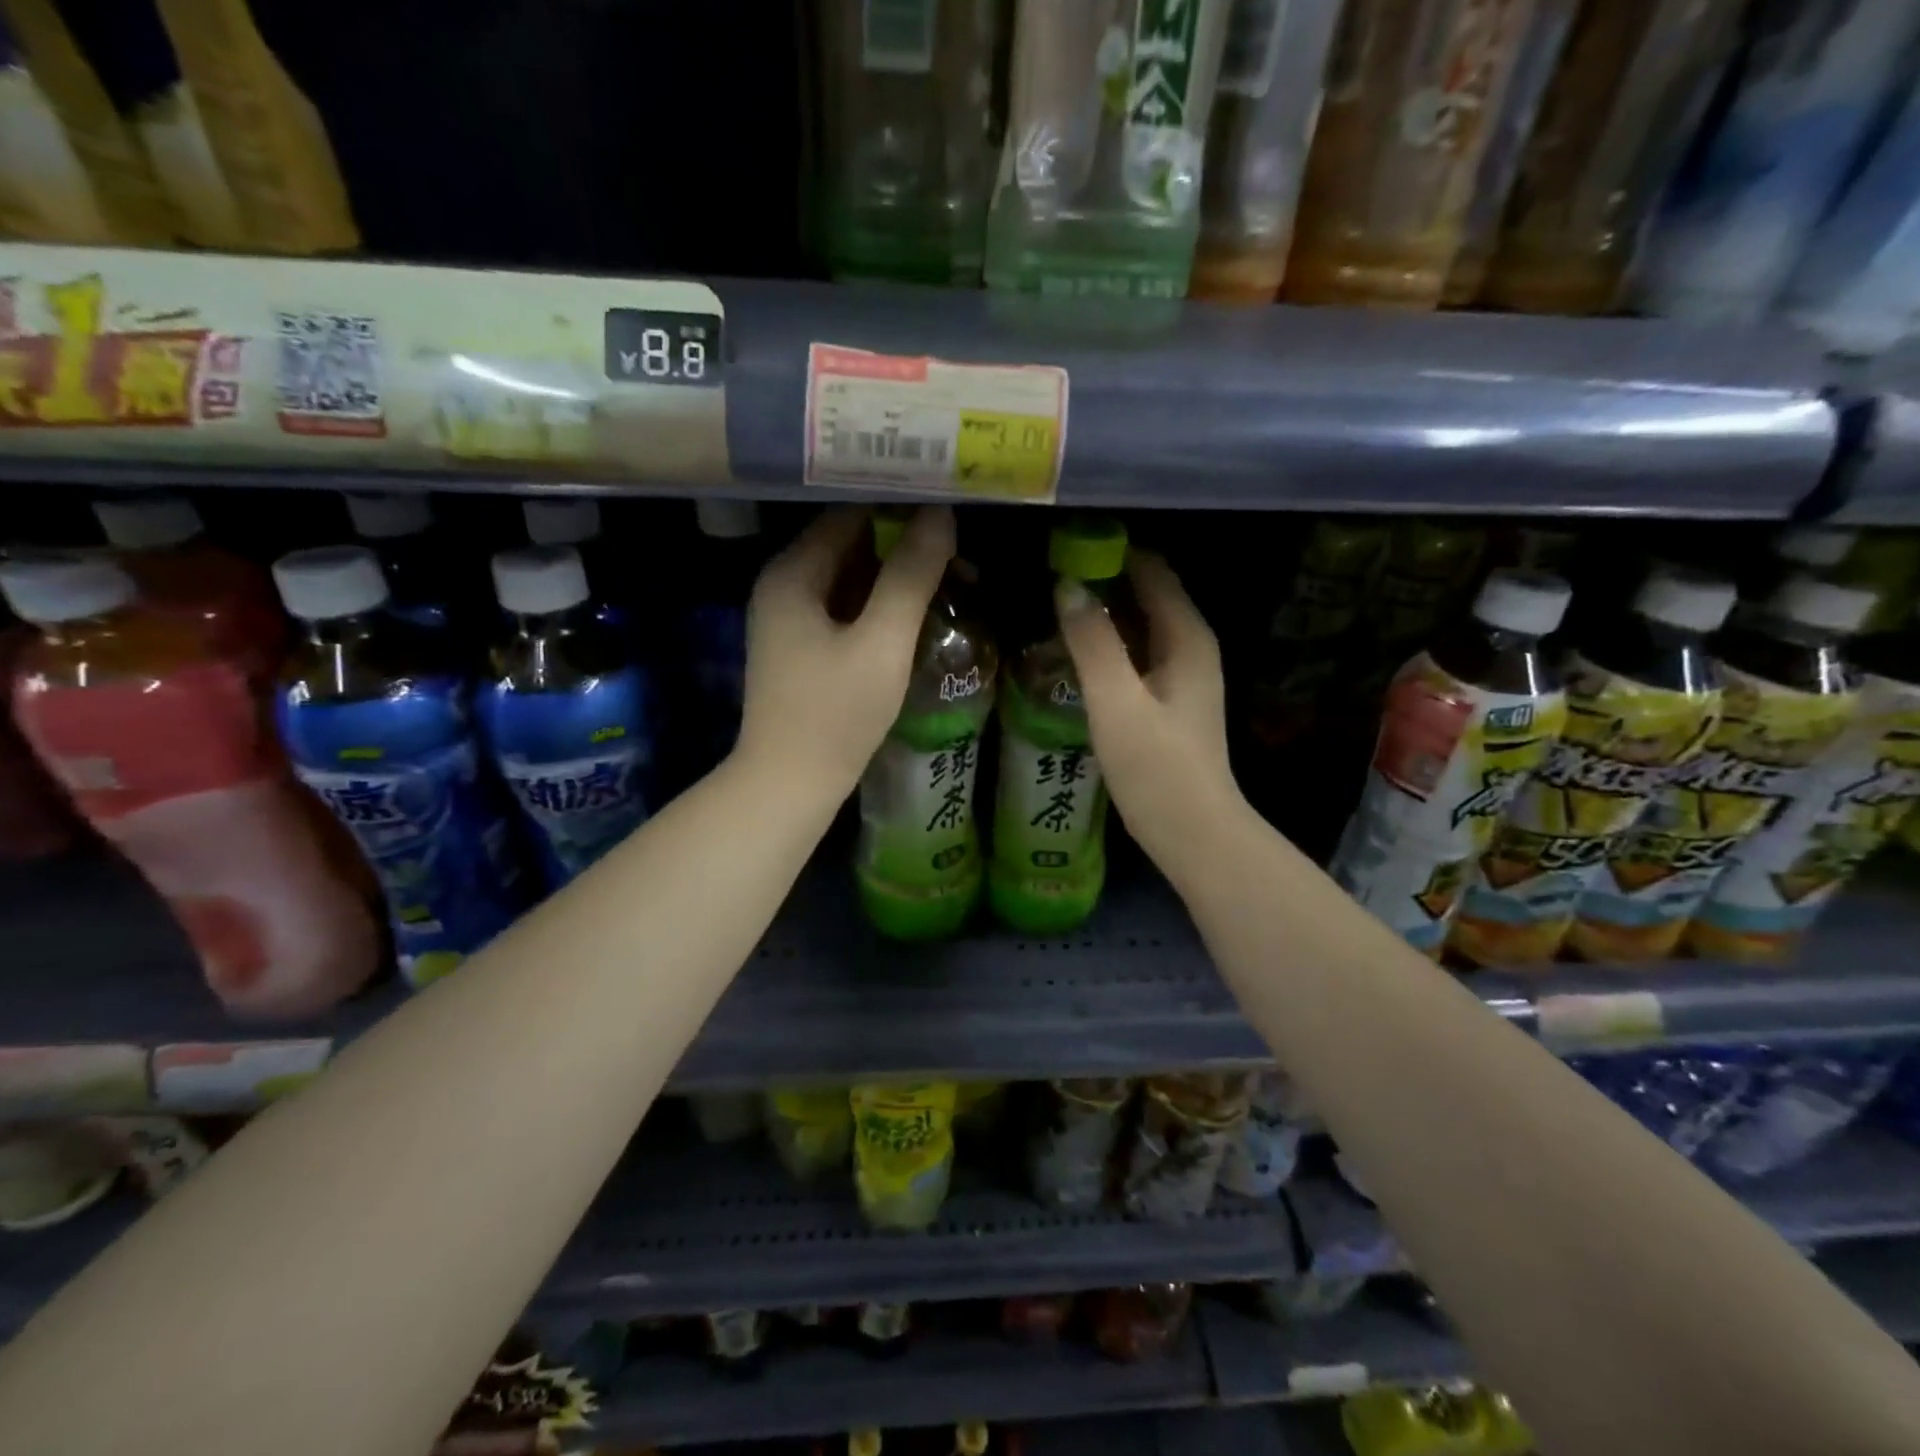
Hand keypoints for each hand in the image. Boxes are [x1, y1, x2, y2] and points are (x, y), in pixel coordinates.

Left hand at [738, 505, 954, 796]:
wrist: (789, 785)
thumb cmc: (835, 714)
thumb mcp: (882, 643)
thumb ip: (910, 577)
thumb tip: (941, 513)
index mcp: (793, 572)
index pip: (850, 511)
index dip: (900, 503)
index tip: (950, 502)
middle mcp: (785, 584)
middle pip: (851, 543)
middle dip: (905, 542)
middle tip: (961, 546)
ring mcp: (791, 617)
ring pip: (852, 577)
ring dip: (897, 575)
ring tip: (953, 574)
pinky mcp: (803, 646)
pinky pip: (847, 608)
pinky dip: (881, 604)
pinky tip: (919, 610)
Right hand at [1056, 551, 1247, 873]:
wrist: (1193, 832)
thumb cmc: (1157, 768)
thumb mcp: (1117, 702)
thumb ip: (1092, 642)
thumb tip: (1067, 586)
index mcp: (1187, 637)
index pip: (1152, 571)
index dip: (1111, 553)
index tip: (1063, 544)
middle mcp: (1190, 647)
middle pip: (1146, 594)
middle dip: (1102, 580)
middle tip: (1047, 573)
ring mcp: (1181, 675)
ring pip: (1139, 626)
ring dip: (1102, 613)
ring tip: (1052, 605)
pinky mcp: (1168, 700)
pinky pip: (1136, 654)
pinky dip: (1108, 644)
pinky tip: (1074, 651)